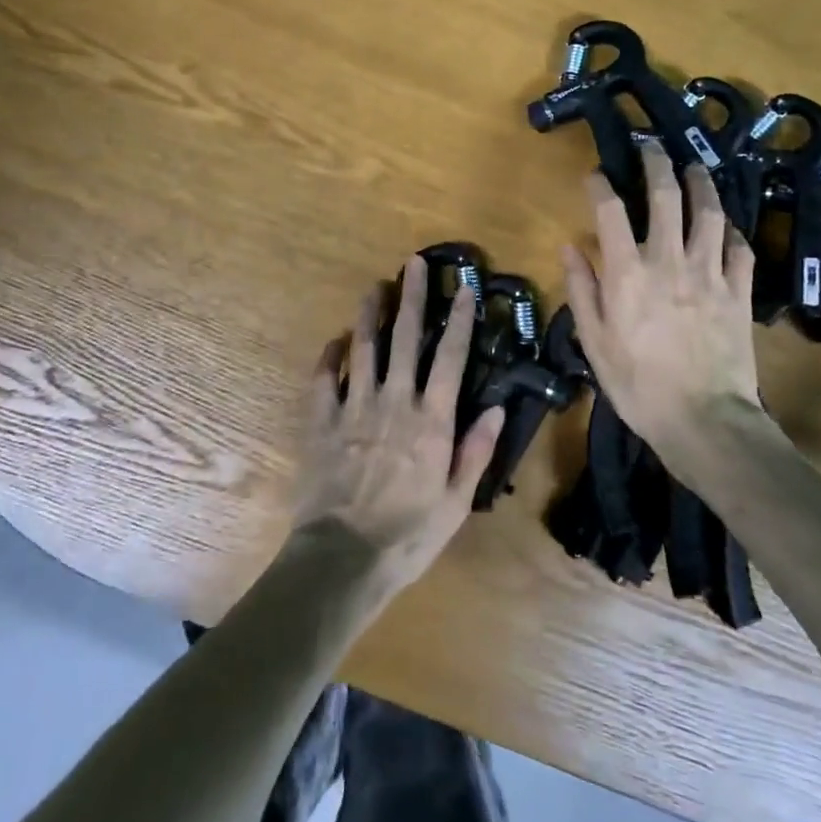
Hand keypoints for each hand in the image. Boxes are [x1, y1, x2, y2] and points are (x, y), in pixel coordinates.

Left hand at [291, 256, 504, 599]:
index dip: (460, 320)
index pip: (450, 357)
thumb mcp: (456, 503)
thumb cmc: (408, 535)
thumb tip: (498, 407)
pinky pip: (324, 379)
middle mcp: (394, 402)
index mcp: (431, 420)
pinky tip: (335, 340)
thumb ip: (476, 451)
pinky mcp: (322, 421)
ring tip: (375, 286)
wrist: (342, 558)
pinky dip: (330, 356)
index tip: (465, 288)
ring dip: (370, 314)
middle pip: (405, 338)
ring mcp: (354, 407)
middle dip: (412, 297)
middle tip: (413, 263)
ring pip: (364, 348)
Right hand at [561, 140, 763, 461]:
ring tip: (696, 168)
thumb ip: (582, 290)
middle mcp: (669, 260)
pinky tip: (726, 227)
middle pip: (666, 196)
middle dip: (657, 163)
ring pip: (710, 213)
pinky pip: (740, 249)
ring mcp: (710, 273)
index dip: (601, 185)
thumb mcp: (594, 343)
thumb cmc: (638, 385)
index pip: (611, 211)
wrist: (704, 422)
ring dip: (702, 184)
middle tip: (652, 147)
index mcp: (627, 273)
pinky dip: (732, 232)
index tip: (595, 174)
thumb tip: (570, 247)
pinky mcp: (740, 292)